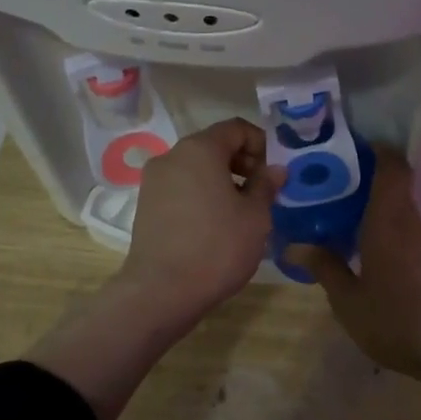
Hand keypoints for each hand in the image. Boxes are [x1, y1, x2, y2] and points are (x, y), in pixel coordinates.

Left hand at [29, 119, 281, 419]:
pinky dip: (202, 194)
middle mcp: (172, 156)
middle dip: (242, 162)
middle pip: (214, 145)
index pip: (236, 128)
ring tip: (242, 211)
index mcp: (200, 149)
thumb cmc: (217, 247)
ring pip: (196, 168)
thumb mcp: (255, 216)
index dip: (260, 143)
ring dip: (223, 180)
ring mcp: (154, 181)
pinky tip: (216, 224)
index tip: (274, 171)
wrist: (161, 291)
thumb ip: (266, 185)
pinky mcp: (146, 205)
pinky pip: (182, 187)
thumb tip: (275, 169)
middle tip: (262, 191)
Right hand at [285, 148, 420, 419]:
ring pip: (398, 211)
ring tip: (338, 217)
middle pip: (393, 187)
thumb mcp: (348, 300)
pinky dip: (384, 230)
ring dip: (373, 208)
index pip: (391, 167)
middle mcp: (410, 223)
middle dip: (364, 180)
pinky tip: (364, 251)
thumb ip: (324, 268)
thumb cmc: (395, 318)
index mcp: (388, 221)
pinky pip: (405, 232)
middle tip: (328, 185)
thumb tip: (294, 244)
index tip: (349, 145)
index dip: (376, 149)